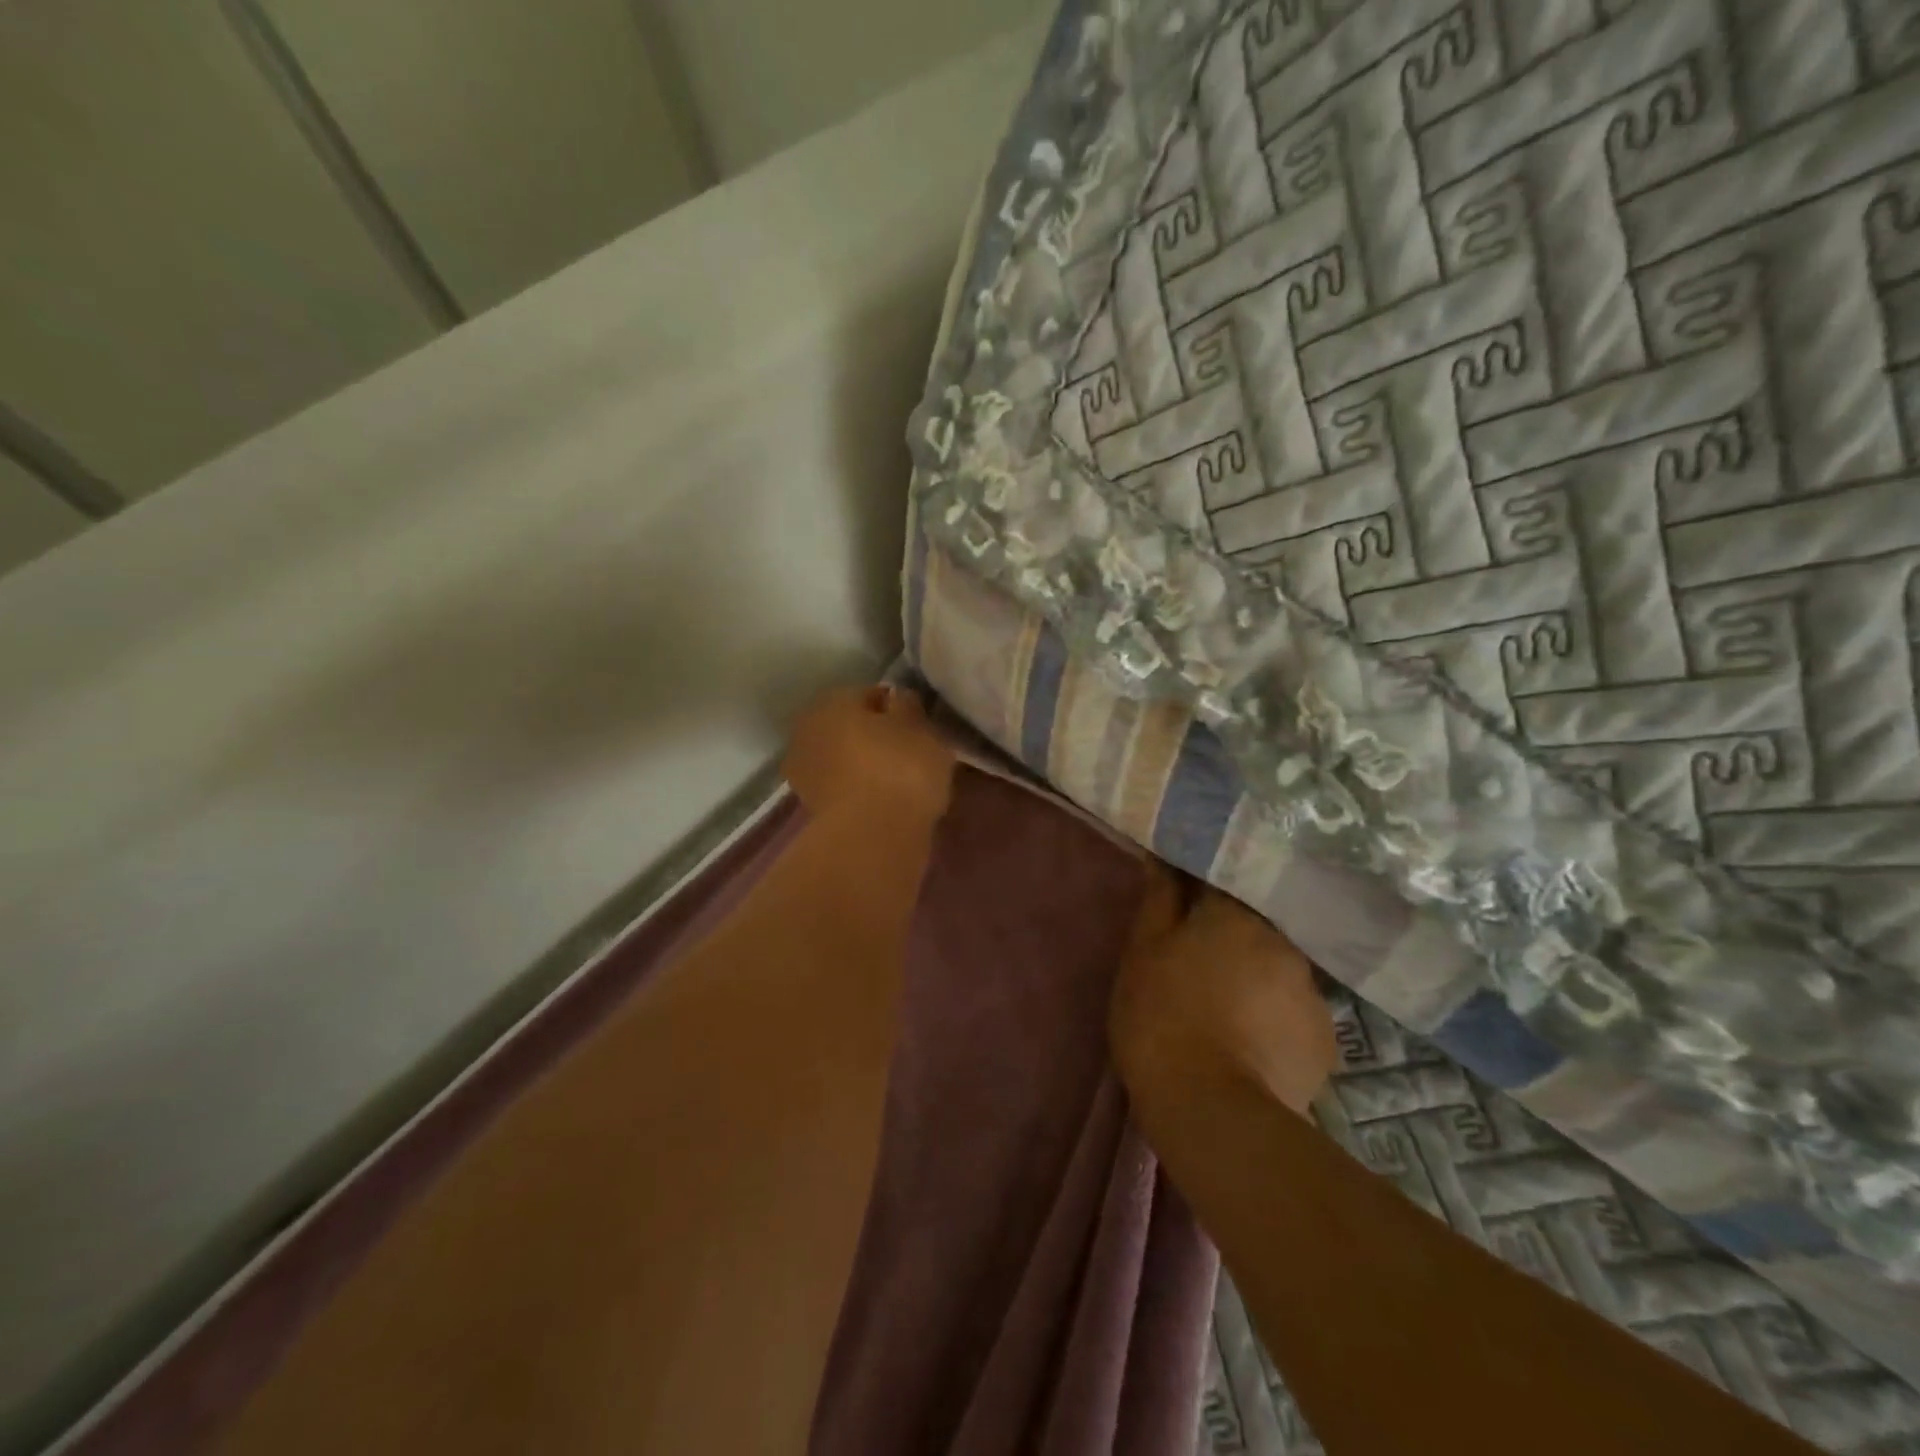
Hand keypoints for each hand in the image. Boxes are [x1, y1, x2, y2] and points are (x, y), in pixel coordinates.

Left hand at [783, 684, 957, 824]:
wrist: (872, 837)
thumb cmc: (901, 769)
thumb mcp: (921, 728)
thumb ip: (909, 707)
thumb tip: (897, 698)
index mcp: (832, 701)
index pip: (869, 694)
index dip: (896, 708)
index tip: (918, 726)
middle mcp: (808, 730)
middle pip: (850, 727)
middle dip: (874, 737)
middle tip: (909, 753)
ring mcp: (804, 772)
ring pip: (844, 759)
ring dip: (864, 766)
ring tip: (899, 782)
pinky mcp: (810, 809)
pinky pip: (843, 788)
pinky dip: (859, 792)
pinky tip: (884, 803)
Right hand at [1111, 870, 1336, 1116]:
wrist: (1210, 1108)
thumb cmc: (1161, 1015)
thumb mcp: (1143, 951)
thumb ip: (1159, 898)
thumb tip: (1166, 857)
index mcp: (1236, 914)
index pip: (1222, 883)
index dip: (1200, 897)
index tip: (1183, 911)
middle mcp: (1284, 942)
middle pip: (1255, 930)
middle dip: (1231, 942)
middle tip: (1201, 968)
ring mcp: (1312, 992)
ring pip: (1278, 973)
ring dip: (1257, 982)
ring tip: (1229, 1014)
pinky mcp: (1326, 1041)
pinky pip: (1295, 1017)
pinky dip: (1276, 1022)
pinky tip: (1253, 1046)